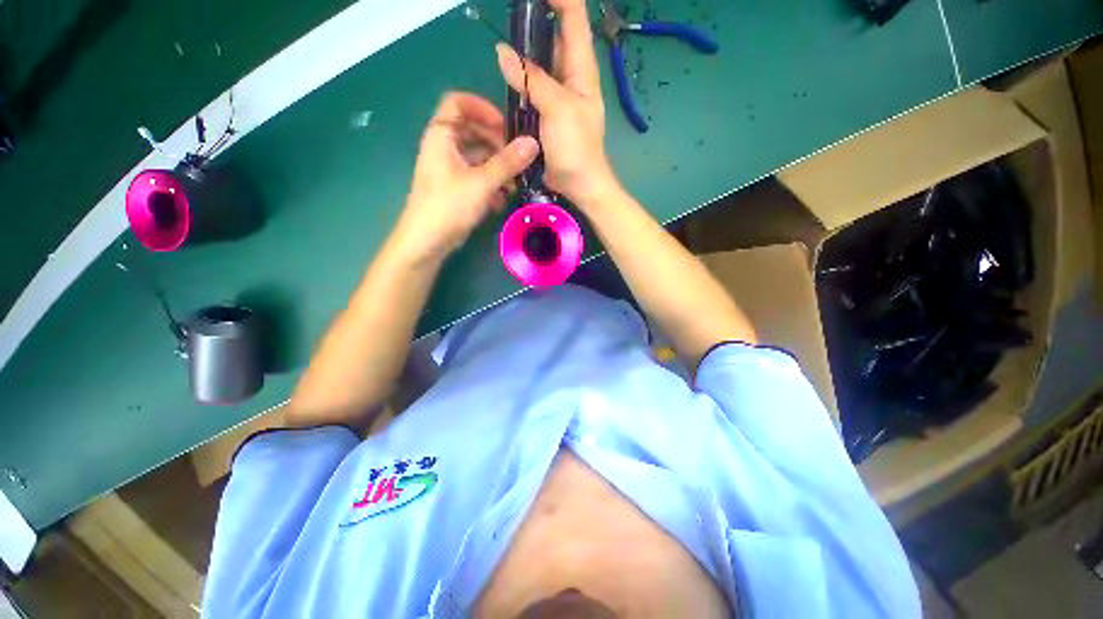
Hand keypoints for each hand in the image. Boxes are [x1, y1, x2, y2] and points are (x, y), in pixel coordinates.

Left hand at [393, 92, 539, 261]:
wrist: (427, 241)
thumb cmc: (449, 206)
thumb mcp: (482, 182)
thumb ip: (507, 162)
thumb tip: (533, 143)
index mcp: (442, 135)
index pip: (458, 103)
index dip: (483, 108)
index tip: (505, 126)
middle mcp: (443, 148)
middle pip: (472, 131)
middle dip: (497, 142)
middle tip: (517, 157)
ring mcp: (449, 169)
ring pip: (476, 157)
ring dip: (497, 167)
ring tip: (515, 183)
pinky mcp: (455, 189)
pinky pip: (475, 176)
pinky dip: (490, 183)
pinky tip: (502, 199)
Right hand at [495, 0, 617, 207]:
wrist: (579, 185)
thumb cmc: (577, 148)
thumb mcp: (558, 110)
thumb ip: (532, 80)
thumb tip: (503, 52)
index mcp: (582, 69)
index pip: (574, 19)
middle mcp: (570, 77)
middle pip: (553, 36)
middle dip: (533, 21)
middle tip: (508, 15)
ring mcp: (556, 96)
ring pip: (539, 63)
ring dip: (522, 51)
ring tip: (502, 39)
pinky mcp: (545, 113)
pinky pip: (530, 89)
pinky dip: (518, 80)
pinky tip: (504, 74)